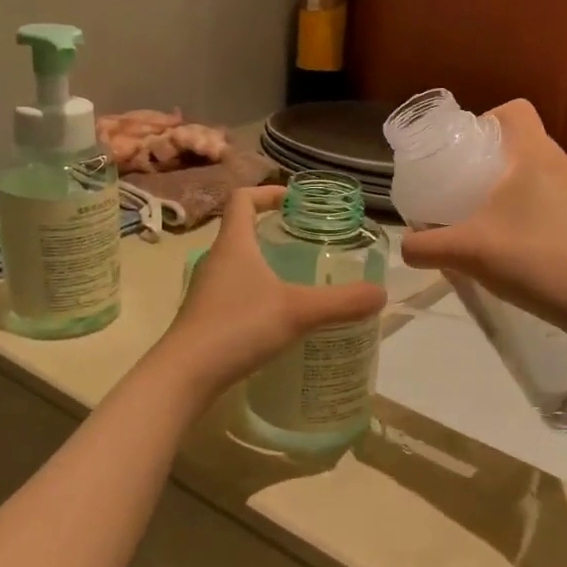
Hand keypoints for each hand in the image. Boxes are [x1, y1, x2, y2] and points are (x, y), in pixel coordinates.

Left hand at [161, 187, 385, 393]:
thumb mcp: (298, 311)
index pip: (242, 199)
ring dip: (263, 262)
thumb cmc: (238, 327)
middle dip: (271, 230)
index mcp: (234, 244)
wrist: (184, 375)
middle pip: (240, 230)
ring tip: (297, 276)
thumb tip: (381, 293)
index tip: (293, 200)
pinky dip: (255, 292)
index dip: (266, 192)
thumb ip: (341, 302)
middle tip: (305, 240)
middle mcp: (216, 260)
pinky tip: (277, 315)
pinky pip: (233, 291)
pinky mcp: (205, 317)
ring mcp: (207, 289)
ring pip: (237, 263)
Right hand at [400, 101, 566, 326]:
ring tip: (490, 216)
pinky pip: (556, 199)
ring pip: (542, 172)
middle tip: (467, 186)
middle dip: (494, 157)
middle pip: (526, 141)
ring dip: (516, 185)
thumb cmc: (529, 259)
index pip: (516, 110)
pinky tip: (518, 241)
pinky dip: (534, 209)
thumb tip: (405, 246)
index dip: (488, 119)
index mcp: (535, 155)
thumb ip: (425, 247)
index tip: (466, 150)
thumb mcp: (465, 252)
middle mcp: (563, 165)